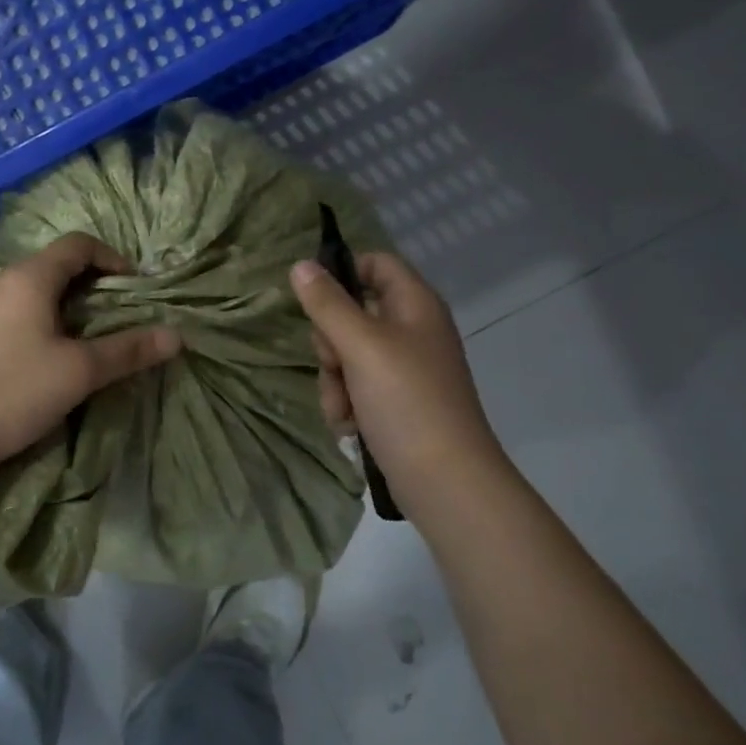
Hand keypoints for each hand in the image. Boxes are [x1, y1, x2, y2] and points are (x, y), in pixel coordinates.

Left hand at [0, 232, 180, 477]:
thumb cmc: (13, 392)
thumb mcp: (79, 372)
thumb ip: (127, 350)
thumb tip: (176, 336)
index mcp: (29, 278)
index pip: (78, 244)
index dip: (112, 258)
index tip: (133, 287)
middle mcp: (0, 281)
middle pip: (54, 265)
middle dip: (91, 284)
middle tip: (115, 315)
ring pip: (31, 290)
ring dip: (64, 304)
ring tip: (84, 337)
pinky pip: (11, 310)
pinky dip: (38, 319)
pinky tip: (43, 355)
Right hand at [291, 252, 511, 516]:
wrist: (445, 481)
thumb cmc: (407, 401)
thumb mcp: (361, 346)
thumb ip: (328, 304)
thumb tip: (300, 264)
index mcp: (415, 305)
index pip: (375, 263)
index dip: (344, 274)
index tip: (315, 301)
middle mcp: (412, 330)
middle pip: (353, 312)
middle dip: (331, 343)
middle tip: (335, 364)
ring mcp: (405, 368)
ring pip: (348, 355)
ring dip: (334, 381)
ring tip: (344, 408)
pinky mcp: (397, 402)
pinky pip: (356, 387)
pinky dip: (347, 404)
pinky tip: (350, 426)